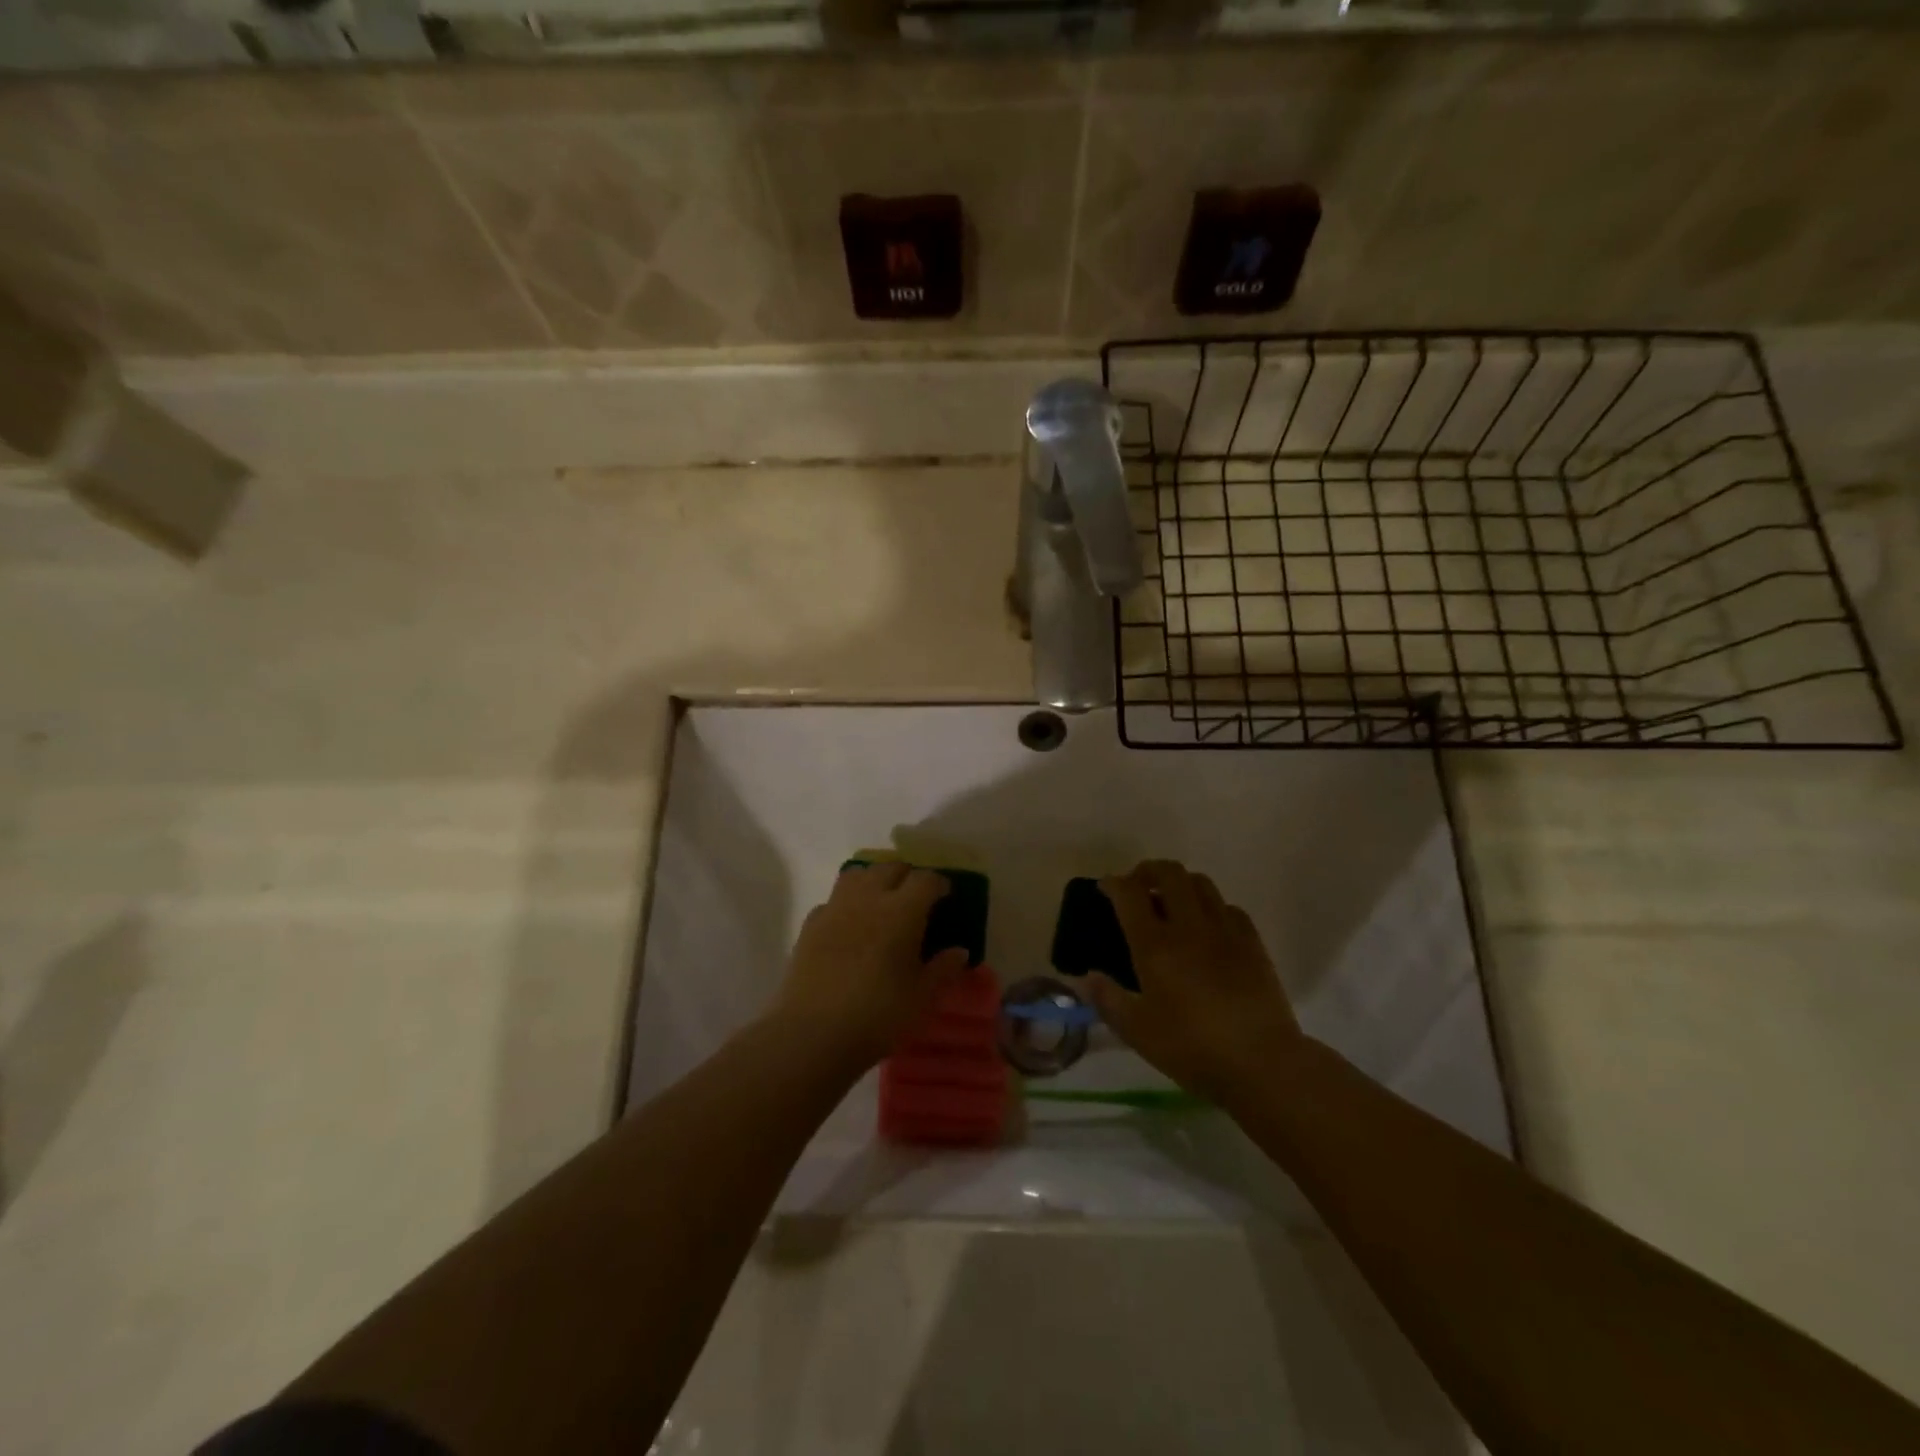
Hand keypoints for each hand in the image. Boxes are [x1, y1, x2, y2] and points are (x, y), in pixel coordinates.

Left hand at [770, 862, 968, 1069]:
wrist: (812, 1033)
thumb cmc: (878, 1015)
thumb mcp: (922, 997)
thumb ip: (943, 970)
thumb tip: (960, 952)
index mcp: (901, 911)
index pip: (925, 880)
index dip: (939, 884)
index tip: (946, 895)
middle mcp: (868, 898)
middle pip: (890, 868)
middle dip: (907, 876)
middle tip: (916, 897)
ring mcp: (835, 908)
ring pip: (857, 875)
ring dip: (874, 880)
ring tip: (882, 901)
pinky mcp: (810, 925)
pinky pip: (833, 900)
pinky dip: (846, 904)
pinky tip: (849, 926)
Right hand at [1087, 860, 1308, 1103]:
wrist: (1263, 1063)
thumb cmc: (1193, 1049)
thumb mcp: (1138, 1032)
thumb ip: (1108, 1000)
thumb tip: (1087, 977)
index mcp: (1155, 946)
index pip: (1130, 893)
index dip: (1113, 883)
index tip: (1105, 888)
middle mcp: (1189, 927)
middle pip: (1169, 873)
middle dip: (1148, 871)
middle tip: (1138, 887)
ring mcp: (1225, 931)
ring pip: (1201, 883)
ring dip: (1180, 884)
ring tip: (1172, 902)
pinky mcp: (1253, 943)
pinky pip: (1228, 907)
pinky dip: (1211, 906)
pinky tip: (1208, 927)